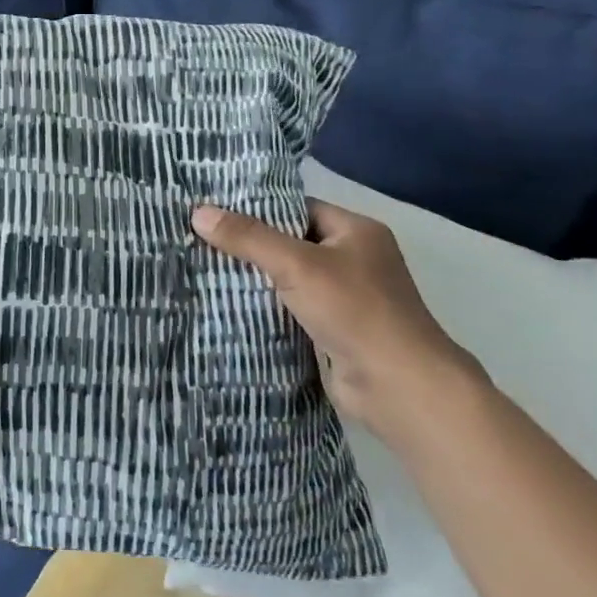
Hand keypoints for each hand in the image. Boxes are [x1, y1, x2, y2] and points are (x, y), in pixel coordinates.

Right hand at [191, 198, 482, 446]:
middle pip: (290, 243)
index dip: (257, 208)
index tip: (214, 208)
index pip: (297, 208)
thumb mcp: (296, 264)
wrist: (399, 388)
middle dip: (250, 244)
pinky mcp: (334, 332)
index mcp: (356, 232)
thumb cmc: (355, 311)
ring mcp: (346, 299)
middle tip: (200, 237)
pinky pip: (291, 309)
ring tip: (203, 267)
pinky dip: (265, 308)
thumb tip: (198, 212)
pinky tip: (228, 304)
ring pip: (288, 279)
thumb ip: (247, 237)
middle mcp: (354, 260)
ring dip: (255, 279)